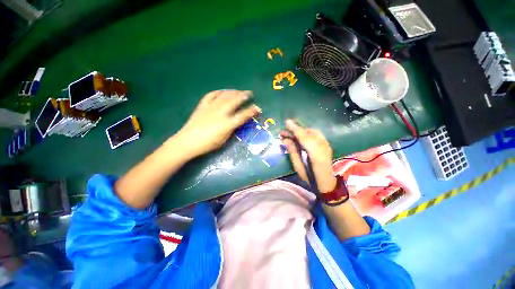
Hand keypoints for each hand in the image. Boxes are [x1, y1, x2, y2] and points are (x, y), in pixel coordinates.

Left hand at [175, 90, 260, 157]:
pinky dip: (219, 91)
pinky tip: (223, 91)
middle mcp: (221, 113)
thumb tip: (237, 121)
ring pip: (224, 95)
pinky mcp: (203, 105)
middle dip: (244, 95)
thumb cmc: (208, 144)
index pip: (243, 115)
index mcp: (227, 124)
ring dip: (234, 92)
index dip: (252, 111)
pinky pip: (212, 95)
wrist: (188, 141)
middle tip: (250, 93)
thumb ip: (232, 128)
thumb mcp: (224, 139)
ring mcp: (211, 107)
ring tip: (239, 91)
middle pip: (235, 101)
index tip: (257, 108)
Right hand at [281, 119, 336, 192]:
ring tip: (290, 135)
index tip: (287, 122)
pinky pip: (315, 134)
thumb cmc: (310, 177)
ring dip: (300, 131)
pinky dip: (306, 133)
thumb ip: (292, 151)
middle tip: (284, 133)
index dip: (295, 129)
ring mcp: (326, 144)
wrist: (326, 182)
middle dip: (295, 130)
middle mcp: (322, 146)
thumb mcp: (298, 166)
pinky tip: (300, 137)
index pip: (304, 137)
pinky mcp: (326, 144)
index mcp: (315, 153)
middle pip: (308, 132)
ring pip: (312, 132)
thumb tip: (285, 140)